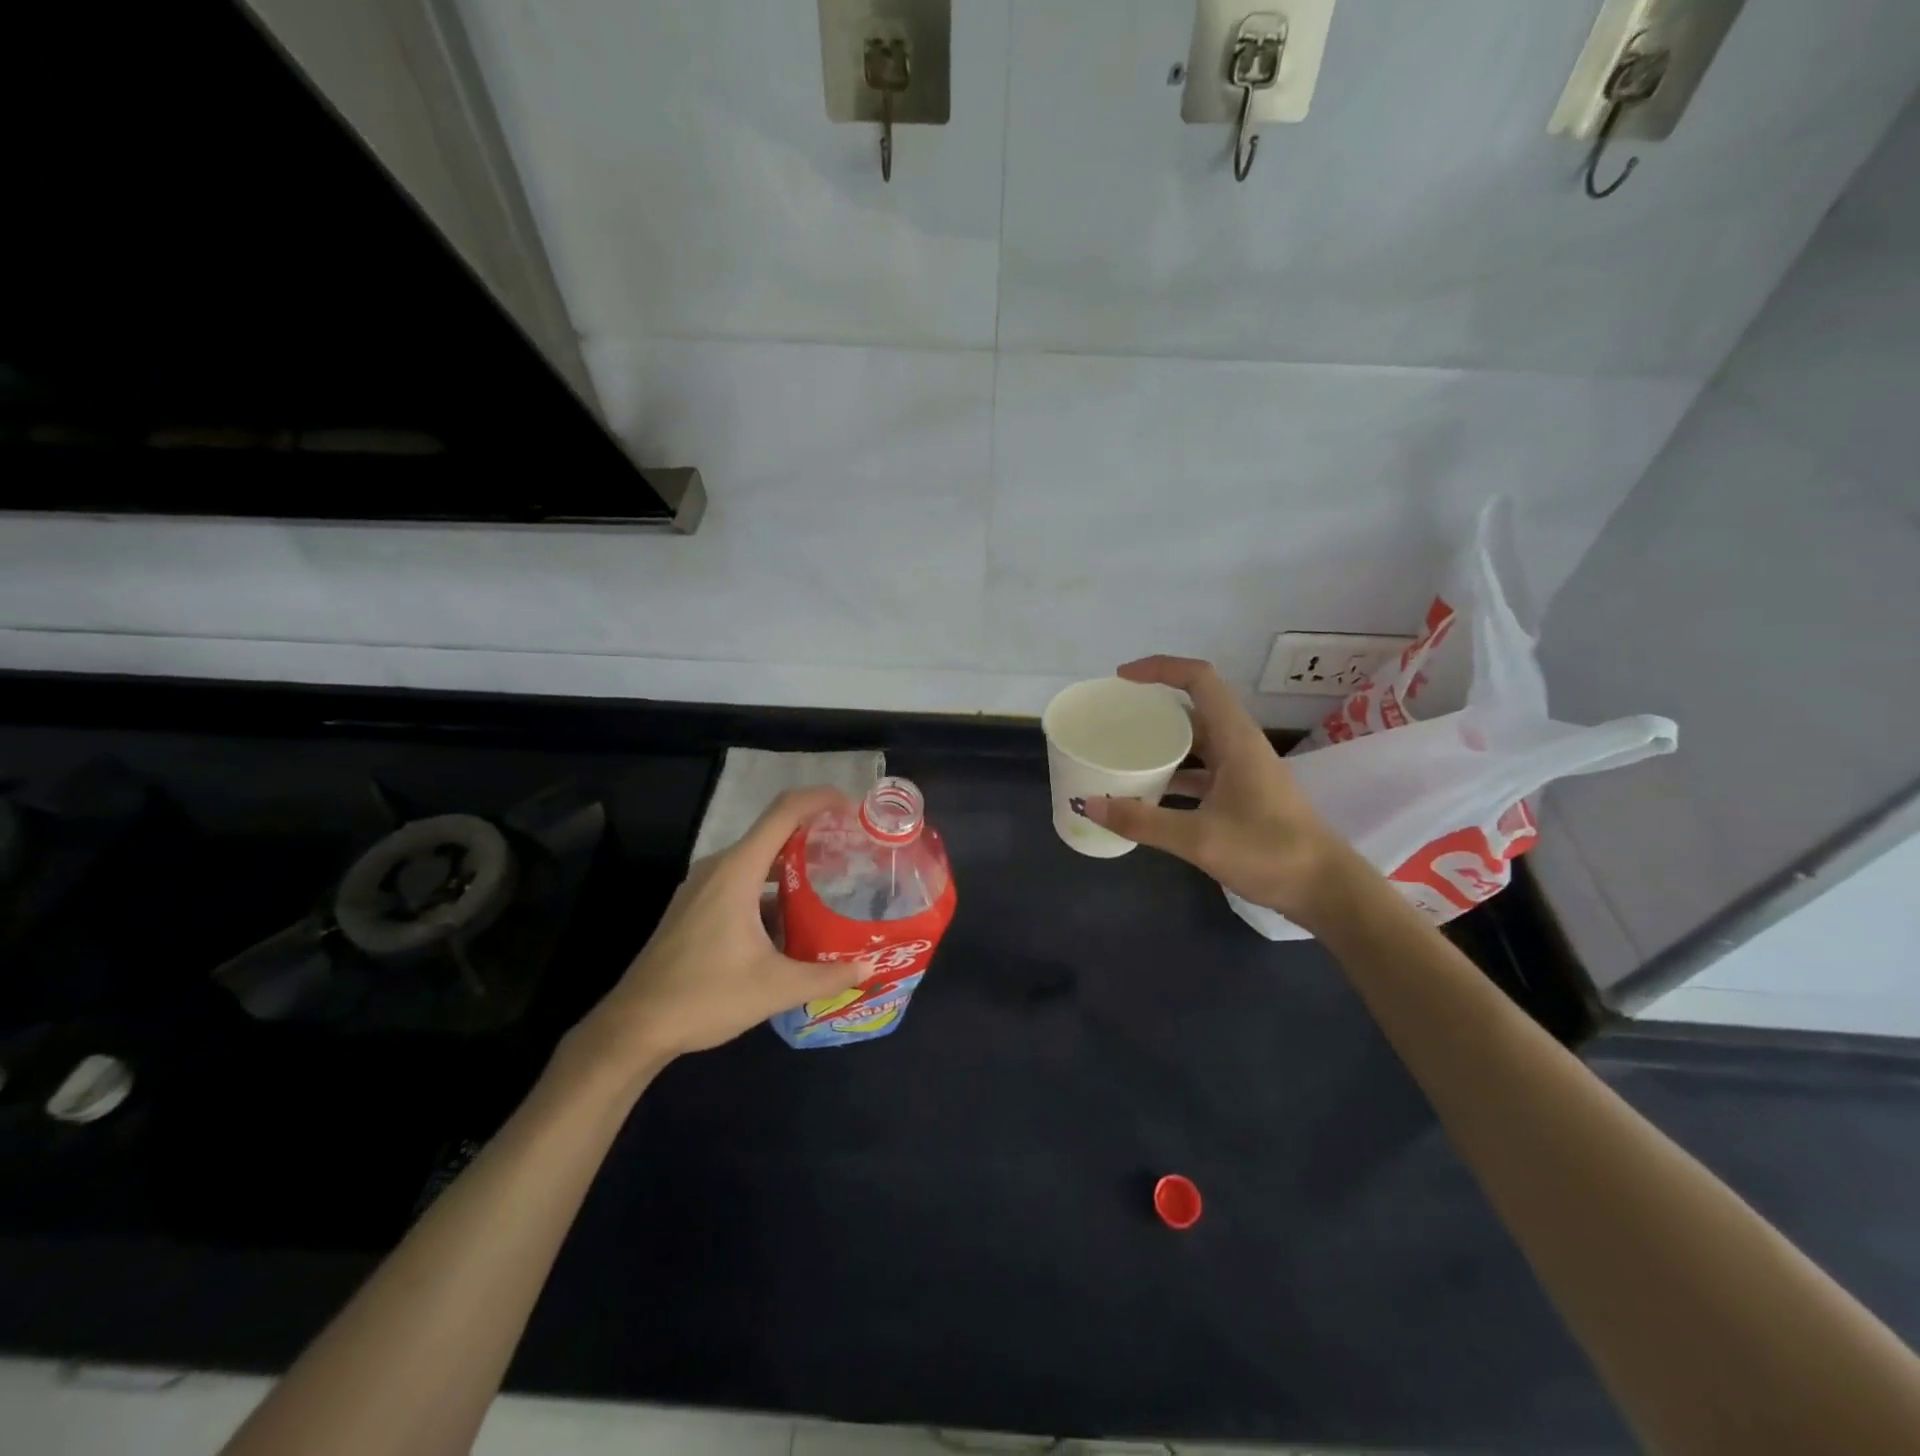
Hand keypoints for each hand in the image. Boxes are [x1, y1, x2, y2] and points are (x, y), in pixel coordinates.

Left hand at [565, 787, 865, 1075]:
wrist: (634, 1027)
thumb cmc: (704, 996)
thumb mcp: (774, 988)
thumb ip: (826, 976)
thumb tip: (868, 968)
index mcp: (737, 871)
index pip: (784, 813)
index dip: (820, 799)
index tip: (853, 806)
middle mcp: (719, 868)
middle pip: (774, 833)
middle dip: (815, 836)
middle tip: (854, 852)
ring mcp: (703, 887)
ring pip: (758, 861)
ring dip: (794, 867)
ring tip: (833, 885)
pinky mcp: (696, 907)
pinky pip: (742, 881)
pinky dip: (773, 890)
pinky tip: (794, 921)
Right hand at [1083, 656, 1350, 926]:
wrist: (1325, 889)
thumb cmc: (1269, 853)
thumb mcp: (1199, 839)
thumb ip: (1142, 821)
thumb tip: (1089, 805)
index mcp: (1235, 738)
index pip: (1199, 679)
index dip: (1159, 668)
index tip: (1122, 679)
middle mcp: (1239, 745)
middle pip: (1193, 708)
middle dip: (1154, 707)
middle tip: (1114, 718)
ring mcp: (1242, 771)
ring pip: (1196, 742)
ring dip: (1162, 743)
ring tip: (1122, 752)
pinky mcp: (1242, 795)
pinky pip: (1200, 771)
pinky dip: (1173, 775)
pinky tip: (1147, 794)